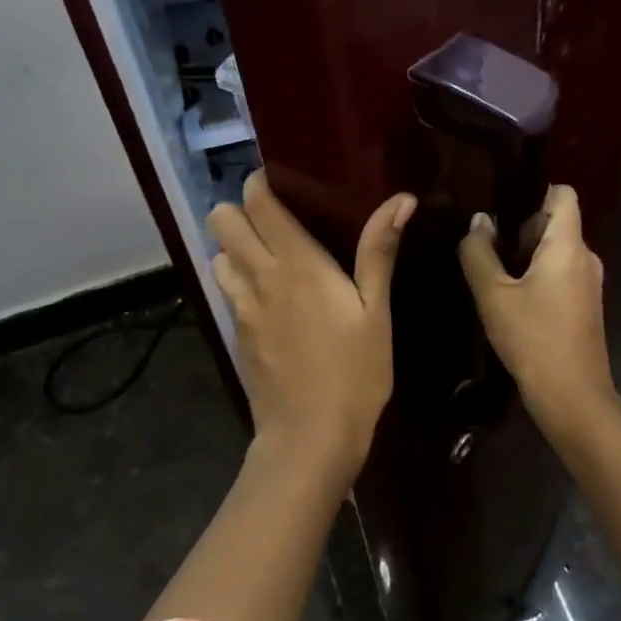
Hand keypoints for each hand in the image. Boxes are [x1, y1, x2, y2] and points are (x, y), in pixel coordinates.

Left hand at [207, 171, 414, 483]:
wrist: (310, 437)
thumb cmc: (355, 372)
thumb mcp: (376, 312)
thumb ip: (379, 251)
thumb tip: (401, 199)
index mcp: (297, 264)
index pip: (258, 203)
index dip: (260, 184)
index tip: (281, 183)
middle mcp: (259, 276)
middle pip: (222, 220)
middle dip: (241, 211)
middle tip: (277, 221)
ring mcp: (241, 307)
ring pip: (218, 254)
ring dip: (236, 247)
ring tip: (270, 257)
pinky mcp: (236, 334)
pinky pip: (226, 289)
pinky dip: (238, 279)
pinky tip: (268, 297)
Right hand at [458, 185, 620, 438]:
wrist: (572, 397)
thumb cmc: (533, 339)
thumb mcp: (493, 295)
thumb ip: (479, 253)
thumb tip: (479, 222)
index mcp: (569, 245)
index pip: (562, 195)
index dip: (534, 191)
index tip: (501, 205)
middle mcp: (585, 257)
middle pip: (555, 223)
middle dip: (520, 229)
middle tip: (485, 248)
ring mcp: (588, 284)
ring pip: (555, 251)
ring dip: (525, 256)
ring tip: (492, 275)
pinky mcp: (585, 306)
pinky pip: (560, 275)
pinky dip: (536, 277)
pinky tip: (510, 300)